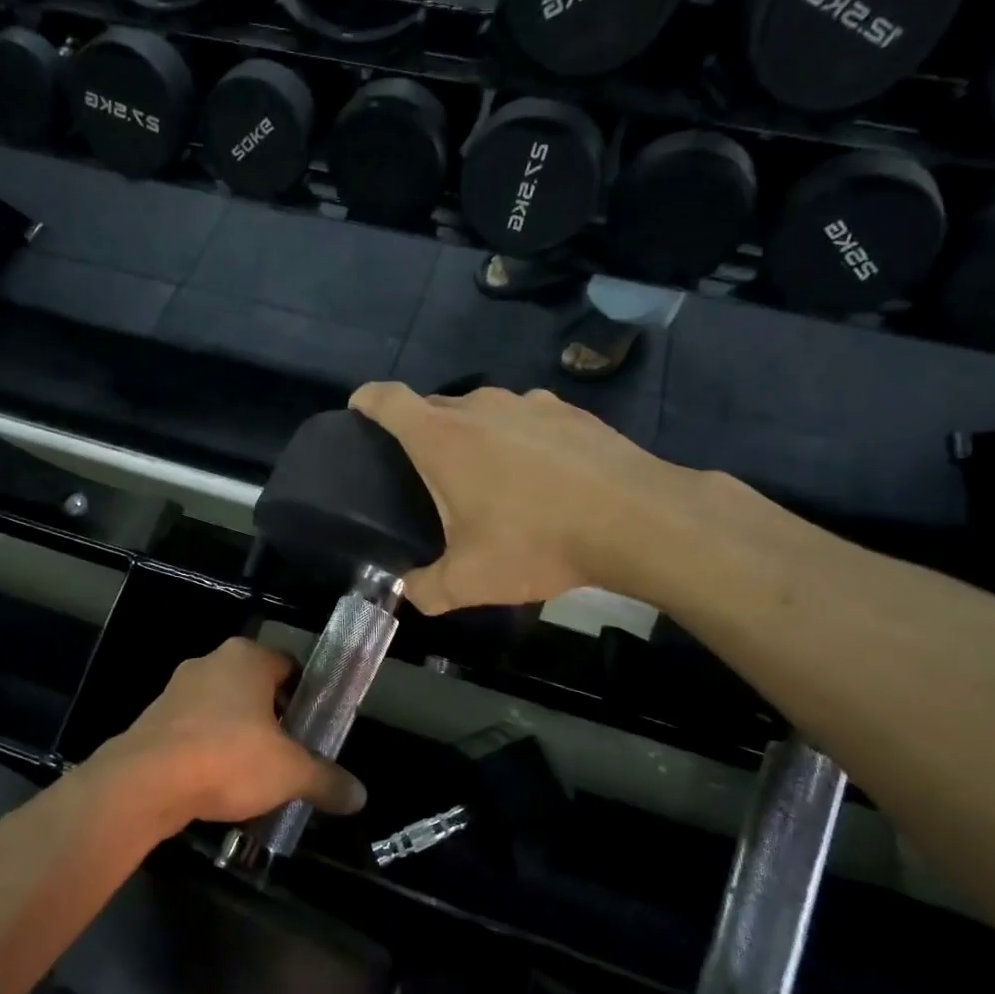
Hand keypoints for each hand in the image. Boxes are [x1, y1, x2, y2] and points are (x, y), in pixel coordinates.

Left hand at [86, 638, 366, 833]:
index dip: (306, 695)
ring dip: (238, 734)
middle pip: (254, 687)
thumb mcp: (290, 772)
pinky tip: (216, 782)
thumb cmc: (228, 758)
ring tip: (254, 773)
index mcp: (247, 658)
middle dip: (272, 718)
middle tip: (289, 752)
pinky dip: (207, 749)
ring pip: (221, 708)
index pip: (289, 666)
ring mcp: (177, 689)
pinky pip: (193, 730)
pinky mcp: (152, 718)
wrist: (145, 782)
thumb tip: (360, 796)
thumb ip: (327, 780)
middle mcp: (211, 662)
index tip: (314, 726)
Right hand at [350, 382, 719, 614]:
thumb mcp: (470, 581)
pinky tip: (540, 476)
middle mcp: (479, 407)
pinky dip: (519, 439)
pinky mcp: (569, 410)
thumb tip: (407, 593)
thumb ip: (426, 589)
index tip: (358, 413)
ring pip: (482, 412)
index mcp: (441, 437)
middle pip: (433, 406)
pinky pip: (526, 418)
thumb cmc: (537, 541)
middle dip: (420, 432)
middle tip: (426, 475)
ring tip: (488, 479)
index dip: (366, 401)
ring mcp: (528, 402)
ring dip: (473, 436)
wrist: (636, 519)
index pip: (387, 399)